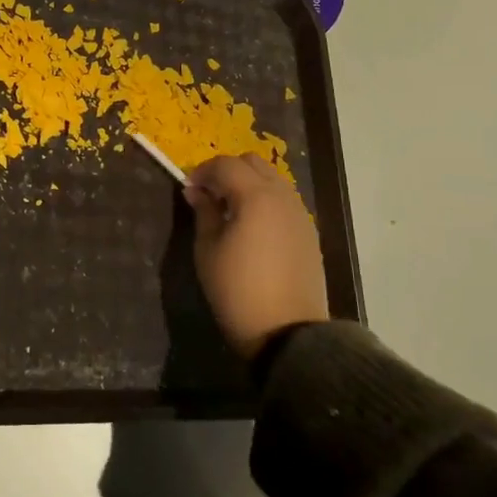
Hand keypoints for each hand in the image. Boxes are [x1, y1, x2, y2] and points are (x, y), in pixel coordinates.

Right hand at [184, 154, 327, 361]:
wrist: (287, 333)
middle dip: (227, 170)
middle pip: (253, 163)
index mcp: (255, 196)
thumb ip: (203, 212)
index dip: (202, 171)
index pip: (225, 164)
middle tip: (208, 194)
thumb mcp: (208, 249)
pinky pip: (284, 200)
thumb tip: (195, 191)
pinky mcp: (309, 232)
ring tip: (228, 210)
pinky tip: (251, 226)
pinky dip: (264, 200)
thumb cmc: (237, 289)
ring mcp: (300, 214)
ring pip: (272, 179)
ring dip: (248, 183)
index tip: (187, 189)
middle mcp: (282, 197)